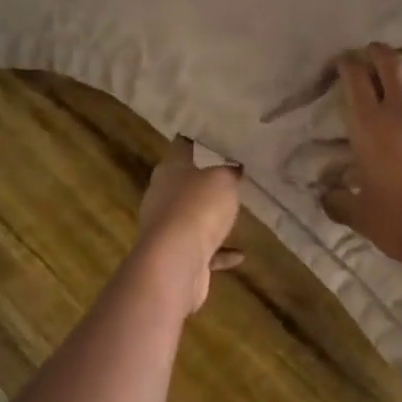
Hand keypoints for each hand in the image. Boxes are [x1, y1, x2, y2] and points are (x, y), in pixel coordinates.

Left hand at [136, 137, 243, 311]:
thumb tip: (233, 167)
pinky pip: (201, 250)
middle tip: (229, 178)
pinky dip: (219, 252)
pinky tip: (240, 255)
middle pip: (183, 184)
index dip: (196, 143)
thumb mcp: (223, 179)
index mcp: (169, 170)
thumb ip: (229, 171)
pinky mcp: (175, 256)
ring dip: (209, 219)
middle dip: (203, 183)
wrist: (176, 261)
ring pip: (190, 218)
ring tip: (232, 216)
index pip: (181, 148)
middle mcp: (161, 197)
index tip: (213, 140)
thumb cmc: (198, 207)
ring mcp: (166, 229)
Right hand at [319, 44, 401, 268]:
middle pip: (387, 58)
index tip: (344, 66)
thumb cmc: (401, 225)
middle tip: (373, 60)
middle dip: (376, 53)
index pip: (353, 75)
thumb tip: (324, 194)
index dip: (346, 64)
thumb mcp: (359, 215)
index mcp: (368, 124)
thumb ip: (336, 200)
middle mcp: (401, 106)